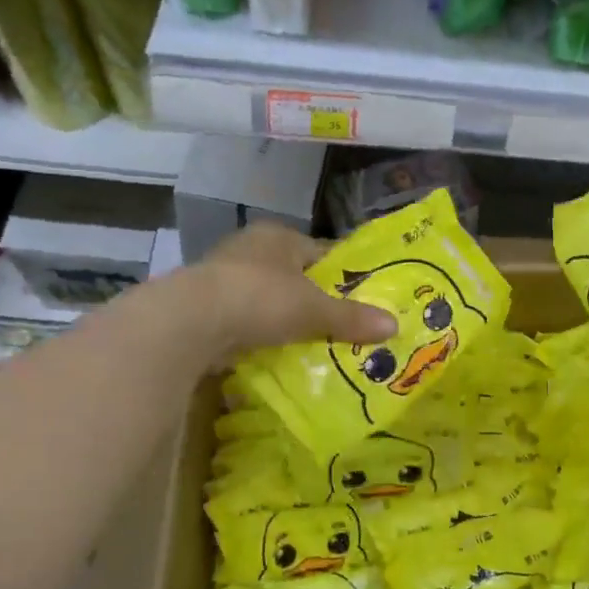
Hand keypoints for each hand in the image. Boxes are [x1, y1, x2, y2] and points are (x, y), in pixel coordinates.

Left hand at [189, 222, 396, 360]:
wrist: (193, 321)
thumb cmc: (261, 298)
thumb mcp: (314, 309)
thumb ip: (351, 318)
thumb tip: (395, 326)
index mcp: (279, 236)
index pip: (321, 252)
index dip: (343, 274)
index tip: (362, 298)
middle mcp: (251, 248)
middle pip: (294, 275)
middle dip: (313, 299)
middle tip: (340, 326)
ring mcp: (224, 275)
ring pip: (267, 297)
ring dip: (283, 318)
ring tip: (311, 343)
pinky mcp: (205, 305)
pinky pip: (244, 318)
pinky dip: (259, 333)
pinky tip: (274, 352)